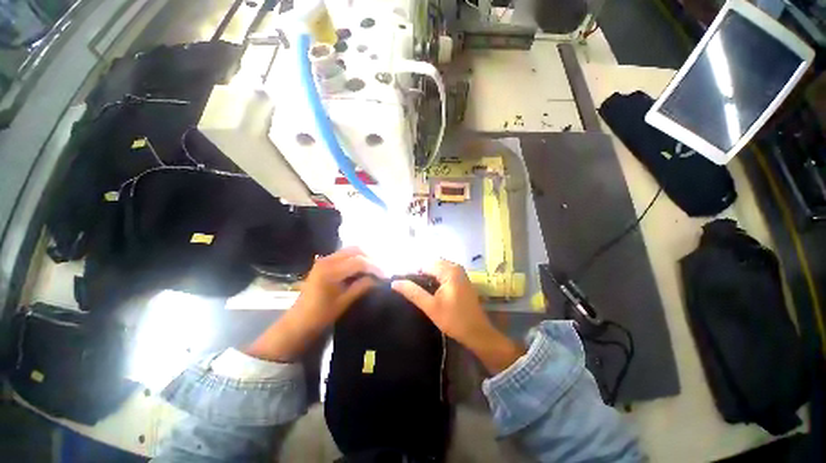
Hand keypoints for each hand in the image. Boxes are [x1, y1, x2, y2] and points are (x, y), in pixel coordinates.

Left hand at [246, 247, 380, 361]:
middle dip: (372, 258)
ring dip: (365, 257)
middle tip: (382, 270)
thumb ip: (362, 286)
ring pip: (351, 250)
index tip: (387, 275)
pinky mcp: (325, 262)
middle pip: (356, 250)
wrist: (299, 321)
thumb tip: (379, 279)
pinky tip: (364, 268)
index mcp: (330, 271)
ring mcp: (325, 259)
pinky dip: (357, 258)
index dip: (375, 267)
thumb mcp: (344, 302)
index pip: (359, 262)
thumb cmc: (320, 315)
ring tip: (375, 268)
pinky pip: (345, 254)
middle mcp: (327, 260)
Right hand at [391, 260, 523, 373]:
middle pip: (431, 266)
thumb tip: (395, 283)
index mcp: (449, 270)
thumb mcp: (430, 307)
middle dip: (420, 275)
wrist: (477, 333)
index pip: (424, 265)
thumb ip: (413, 292)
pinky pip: (444, 274)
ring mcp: (460, 273)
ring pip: (437, 270)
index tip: (405, 287)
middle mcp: (456, 267)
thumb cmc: (454, 319)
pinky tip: (430, 292)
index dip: (413, 274)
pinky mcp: (461, 280)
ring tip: (418, 292)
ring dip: (427, 278)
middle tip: (411, 291)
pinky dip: (435, 280)